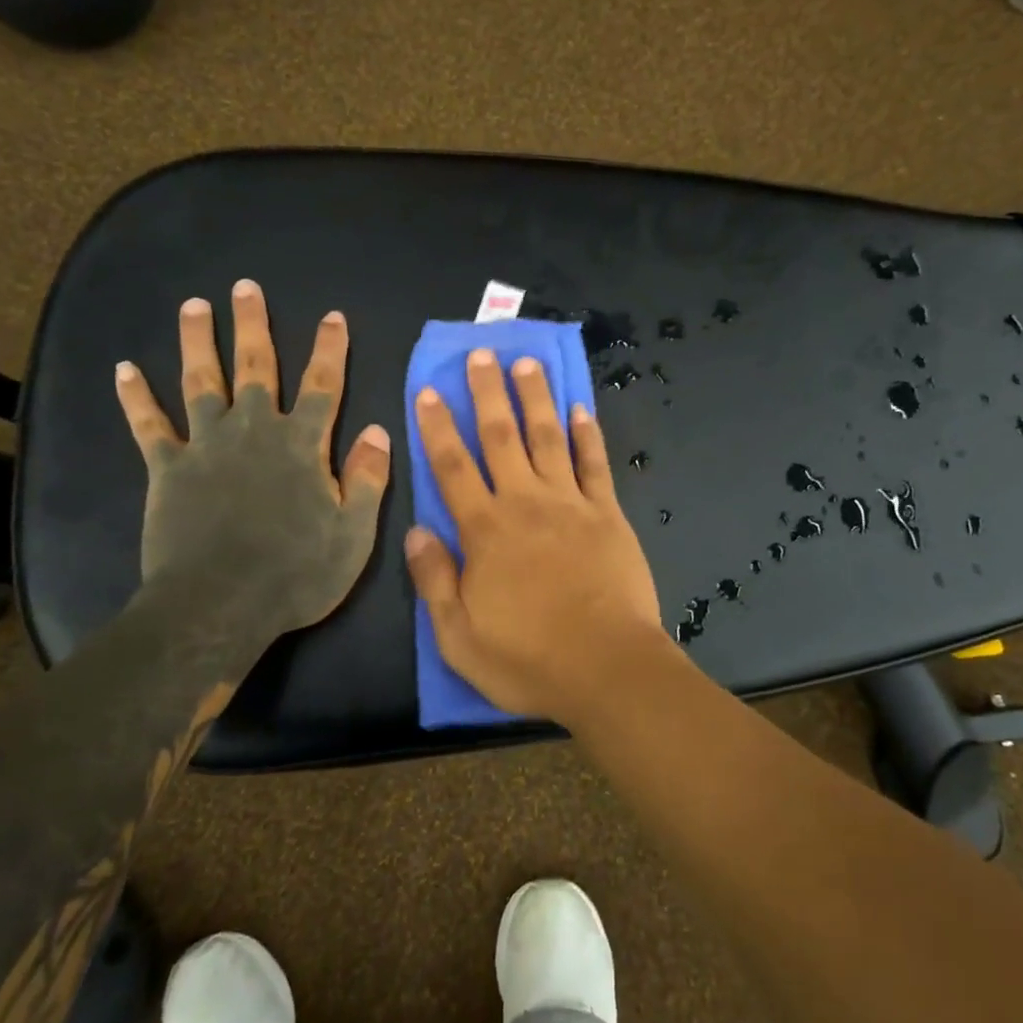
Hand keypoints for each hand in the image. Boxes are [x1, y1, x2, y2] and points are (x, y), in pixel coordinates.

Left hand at [114, 280, 390, 645]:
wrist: (218, 607)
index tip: (332, 316)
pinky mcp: (167, 469)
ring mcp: (206, 446)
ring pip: (201, 381)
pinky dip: (136, 398)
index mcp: (302, 445)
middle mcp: (254, 431)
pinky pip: (149, 426)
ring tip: (194, 305)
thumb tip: (377, 431)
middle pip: (255, 367)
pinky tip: (124, 369)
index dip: (329, 349)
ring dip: (197, 341)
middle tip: (246, 286)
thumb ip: (366, 478)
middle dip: (253, 325)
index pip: (321, 385)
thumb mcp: (352, 533)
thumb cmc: (295, 573)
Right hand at [404, 348, 666, 726]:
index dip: (438, 427)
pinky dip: (587, 434)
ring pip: (548, 438)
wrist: (608, 668)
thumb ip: (434, 581)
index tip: (429, 390)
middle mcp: (525, 503)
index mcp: (485, 531)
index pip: (452, 467)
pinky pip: (595, 464)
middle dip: (488, 393)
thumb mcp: (458, 637)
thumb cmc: (528, 659)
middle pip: (501, 437)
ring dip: (535, 398)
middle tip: (481, 353)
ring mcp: (571, 504)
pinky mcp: (608, 514)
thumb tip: (415, 530)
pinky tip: (581, 408)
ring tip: (526, 363)